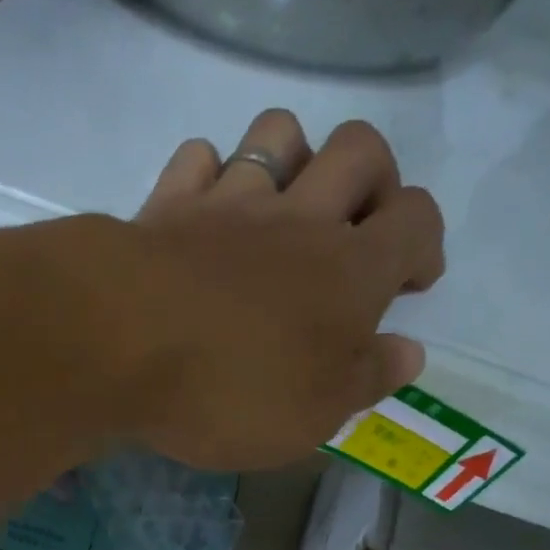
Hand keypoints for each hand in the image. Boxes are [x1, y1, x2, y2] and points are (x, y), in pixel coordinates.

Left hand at [112, 110, 445, 470]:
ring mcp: (231, 203)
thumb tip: (408, 351)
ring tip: (284, 207)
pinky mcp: (168, 205)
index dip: (424, 243)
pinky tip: (205, 210)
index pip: (417, 220)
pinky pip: (198, 159)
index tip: (411, 281)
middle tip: (356, 229)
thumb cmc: (233, 394)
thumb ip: (366, 381)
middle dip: (373, 179)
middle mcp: (300, 219)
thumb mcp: (315, 416)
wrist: (125, 347)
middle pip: (362, 149)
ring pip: (279, 133)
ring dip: (293, 158)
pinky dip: (209, 175)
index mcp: (351, 271)